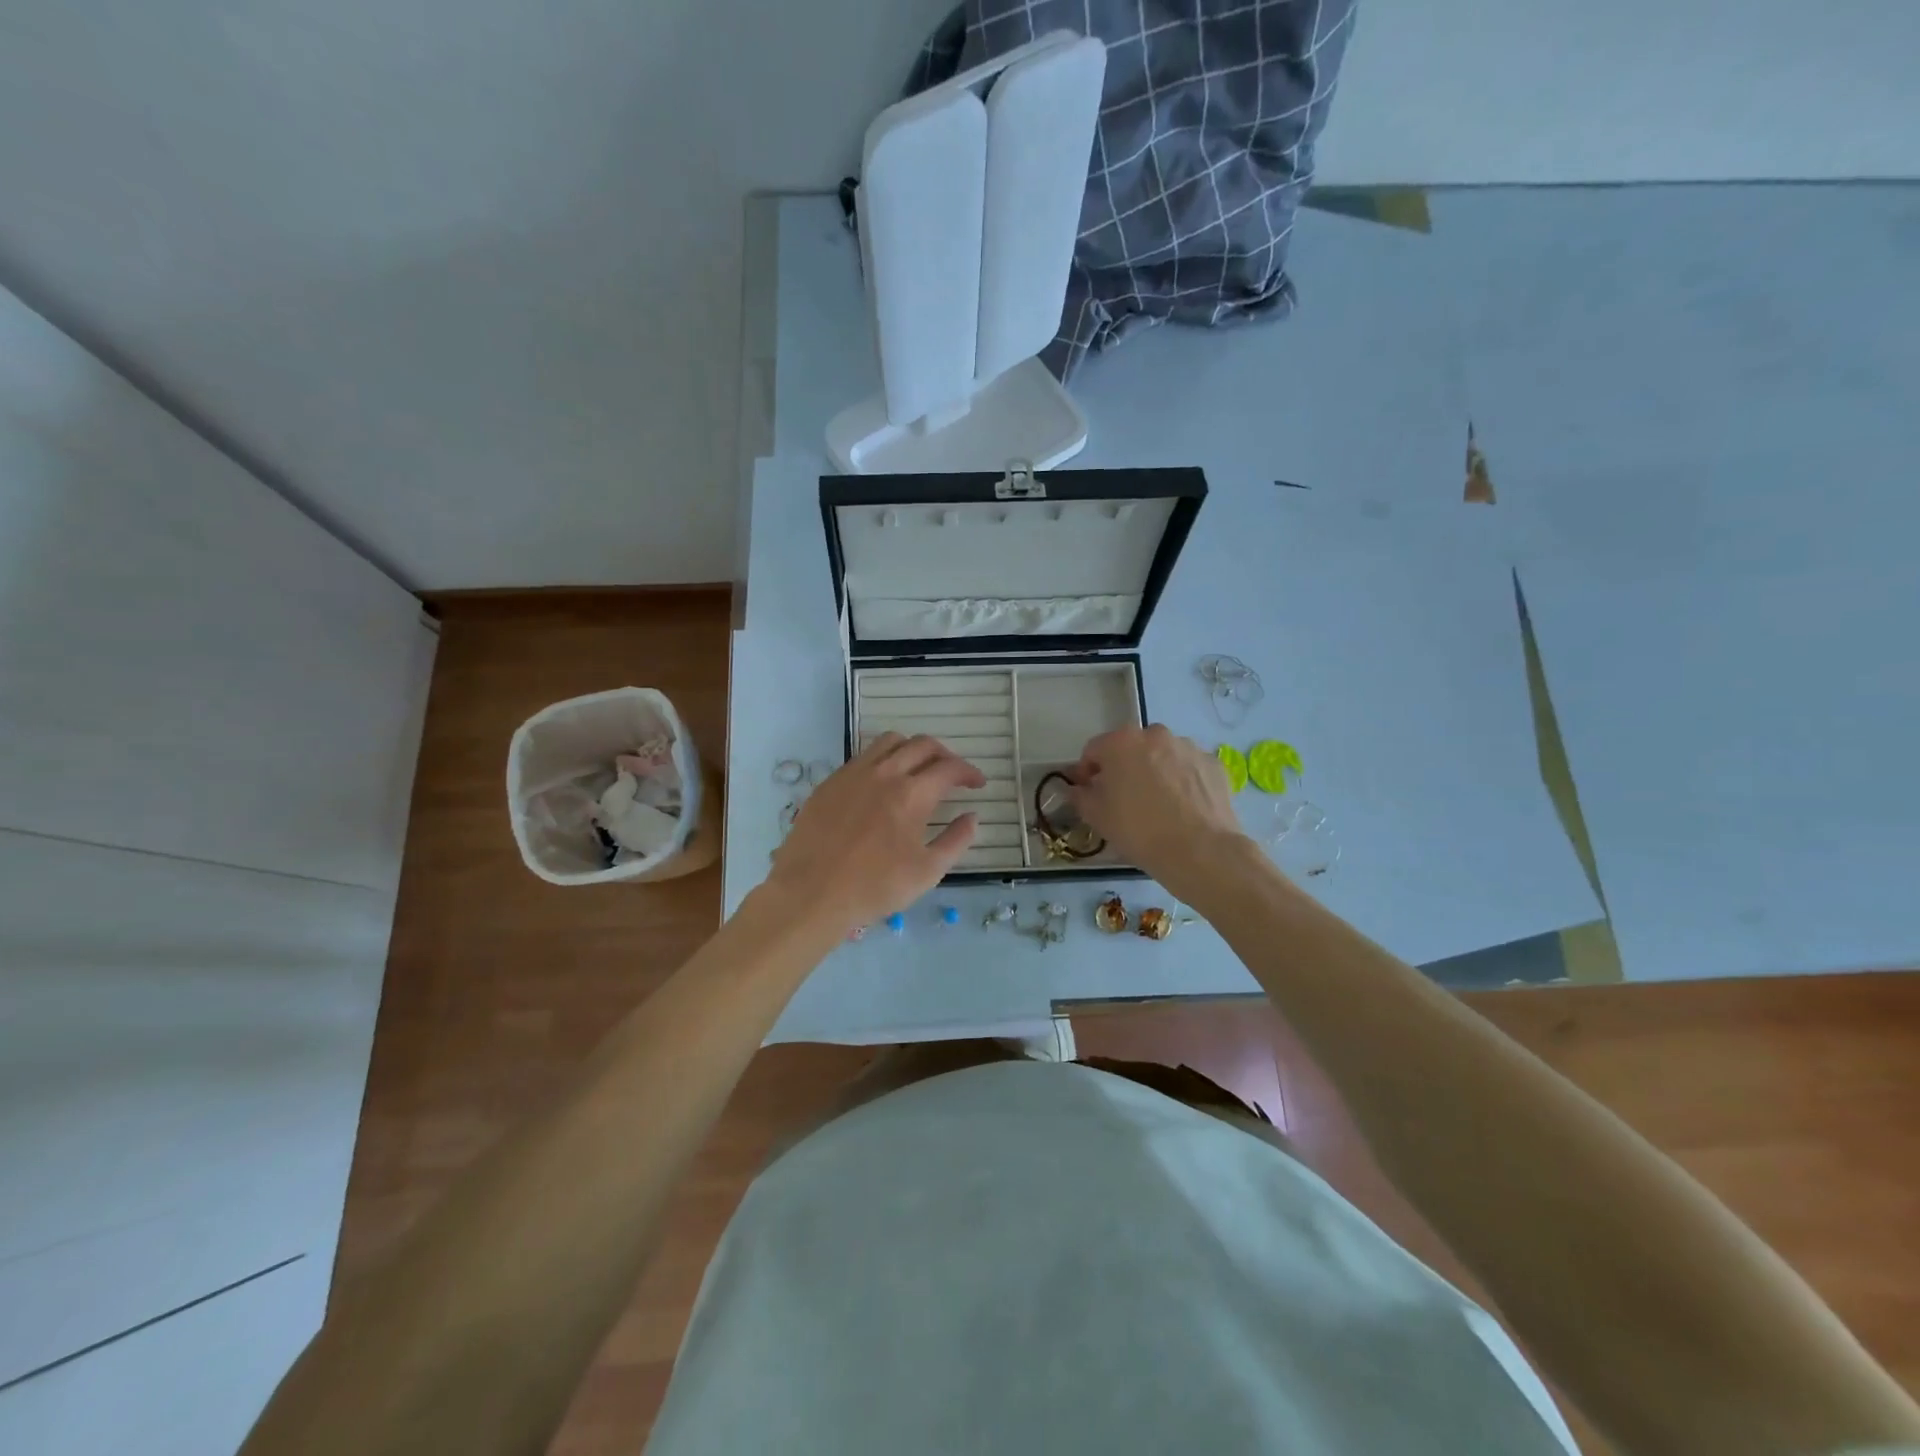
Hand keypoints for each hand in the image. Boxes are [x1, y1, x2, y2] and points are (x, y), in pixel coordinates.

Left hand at [766, 733, 983, 934]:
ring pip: (890, 742)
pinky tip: (882, 785)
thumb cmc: (874, 887)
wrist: (811, 893)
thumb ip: (956, 840)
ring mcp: (853, 774)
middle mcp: (884, 773)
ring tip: (917, 770)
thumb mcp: (928, 871)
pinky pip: (862, 757)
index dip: (969, 772)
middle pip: (922, 745)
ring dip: (912, 749)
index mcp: (912, 794)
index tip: (977, 784)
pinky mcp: (830, 782)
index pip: (949, 768)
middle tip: (952, 774)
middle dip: (944, 755)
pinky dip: (883, 760)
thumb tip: (972, 817)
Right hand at [1068, 725, 1251, 896]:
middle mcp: (1155, 734)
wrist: (1200, 851)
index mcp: (1121, 742)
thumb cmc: (1139, 830)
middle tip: (1123, 798)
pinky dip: (1182, 780)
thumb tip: (1078, 788)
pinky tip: (1183, 807)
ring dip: (1154, 771)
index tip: (1088, 792)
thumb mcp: (1097, 816)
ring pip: (1162, 755)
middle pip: (1130, 748)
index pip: (1093, 750)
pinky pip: (1188, 768)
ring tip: (1158, 804)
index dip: (1087, 772)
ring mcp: (1188, 747)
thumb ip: (1080, 795)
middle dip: (1124, 767)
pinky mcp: (1213, 763)